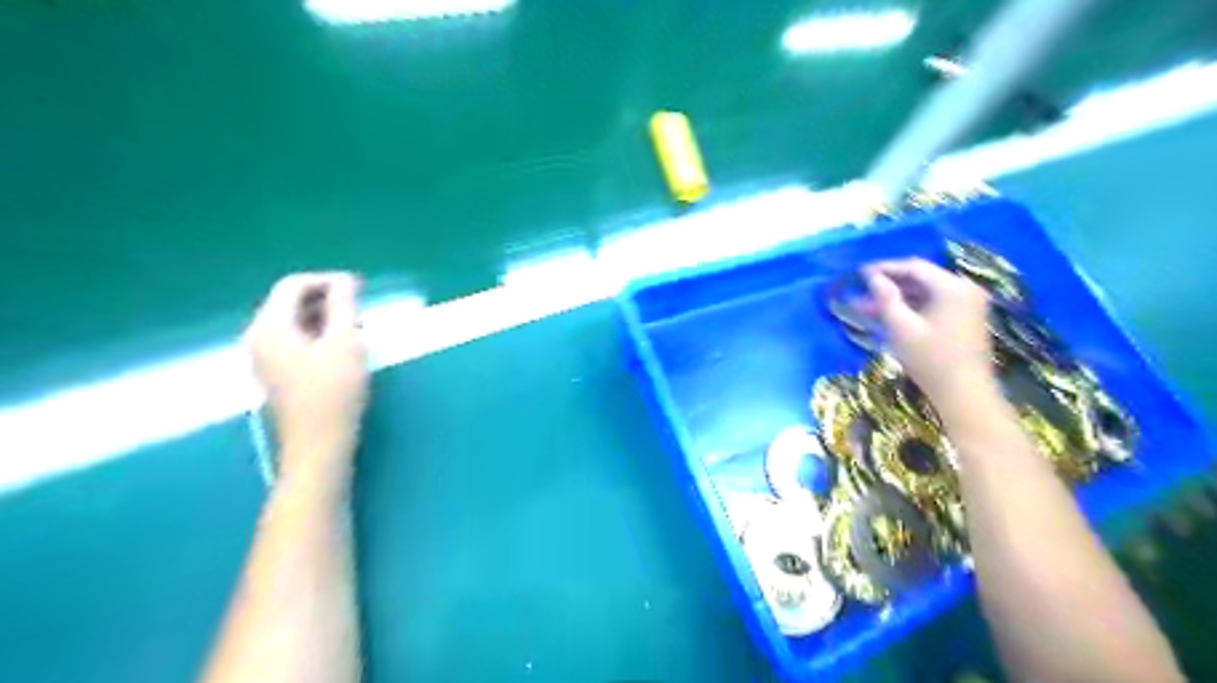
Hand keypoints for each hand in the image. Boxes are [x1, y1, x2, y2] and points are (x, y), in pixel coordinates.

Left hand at [243, 269, 364, 476]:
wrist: (319, 444)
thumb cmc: (334, 391)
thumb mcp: (345, 342)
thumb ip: (344, 306)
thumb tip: (344, 280)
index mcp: (270, 327)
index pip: (293, 285)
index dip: (327, 280)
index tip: (360, 288)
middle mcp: (259, 338)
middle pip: (290, 302)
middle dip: (327, 299)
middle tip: (362, 308)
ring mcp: (265, 358)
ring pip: (295, 322)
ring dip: (326, 318)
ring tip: (357, 328)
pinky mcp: (277, 374)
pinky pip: (296, 341)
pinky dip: (319, 335)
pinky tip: (343, 348)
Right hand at [858, 257, 991, 404]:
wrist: (965, 394)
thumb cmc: (931, 360)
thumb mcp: (901, 328)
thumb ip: (886, 298)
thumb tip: (872, 277)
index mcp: (952, 287)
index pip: (914, 267)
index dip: (885, 268)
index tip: (859, 274)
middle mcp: (965, 289)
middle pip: (921, 279)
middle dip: (888, 286)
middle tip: (860, 295)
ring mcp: (969, 305)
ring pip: (926, 293)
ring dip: (897, 299)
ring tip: (868, 310)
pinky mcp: (967, 319)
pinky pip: (934, 305)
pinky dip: (912, 308)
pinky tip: (890, 318)